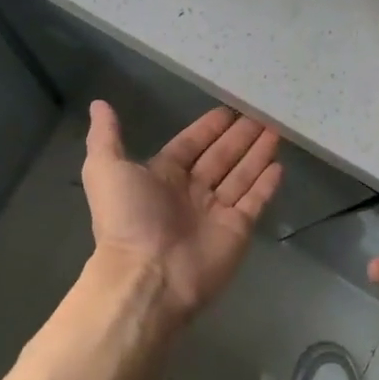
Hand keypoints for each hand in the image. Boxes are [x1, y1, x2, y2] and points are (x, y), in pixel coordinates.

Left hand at [82, 100, 283, 320]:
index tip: (230, 109)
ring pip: (241, 174)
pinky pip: (255, 200)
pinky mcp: (237, 229)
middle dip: (240, 136)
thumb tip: (99, 103)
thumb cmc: (128, 219)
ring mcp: (216, 211)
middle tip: (262, 113)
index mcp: (162, 176)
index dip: (209, 127)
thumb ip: (105, 136)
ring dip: (257, 153)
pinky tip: (279, 164)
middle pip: (221, 156)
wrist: (148, 276)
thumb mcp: (105, 170)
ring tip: (277, 129)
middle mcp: (191, 192)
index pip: (192, 144)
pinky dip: (266, 184)